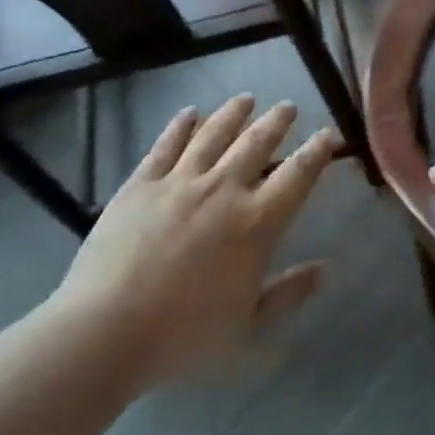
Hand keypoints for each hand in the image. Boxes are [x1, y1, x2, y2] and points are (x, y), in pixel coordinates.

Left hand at [51, 96, 337, 390]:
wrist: (106, 331)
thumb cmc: (184, 335)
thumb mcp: (247, 324)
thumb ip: (288, 293)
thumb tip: (324, 270)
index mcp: (256, 222)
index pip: (298, 175)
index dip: (317, 151)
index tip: (328, 135)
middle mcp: (224, 189)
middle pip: (257, 143)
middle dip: (277, 121)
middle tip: (288, 106)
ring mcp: (180, 182)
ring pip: (214, 134)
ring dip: (234, 113)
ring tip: (246, 99)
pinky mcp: (142, 184)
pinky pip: (166, 145)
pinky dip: (181, 125)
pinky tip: (189, 113)